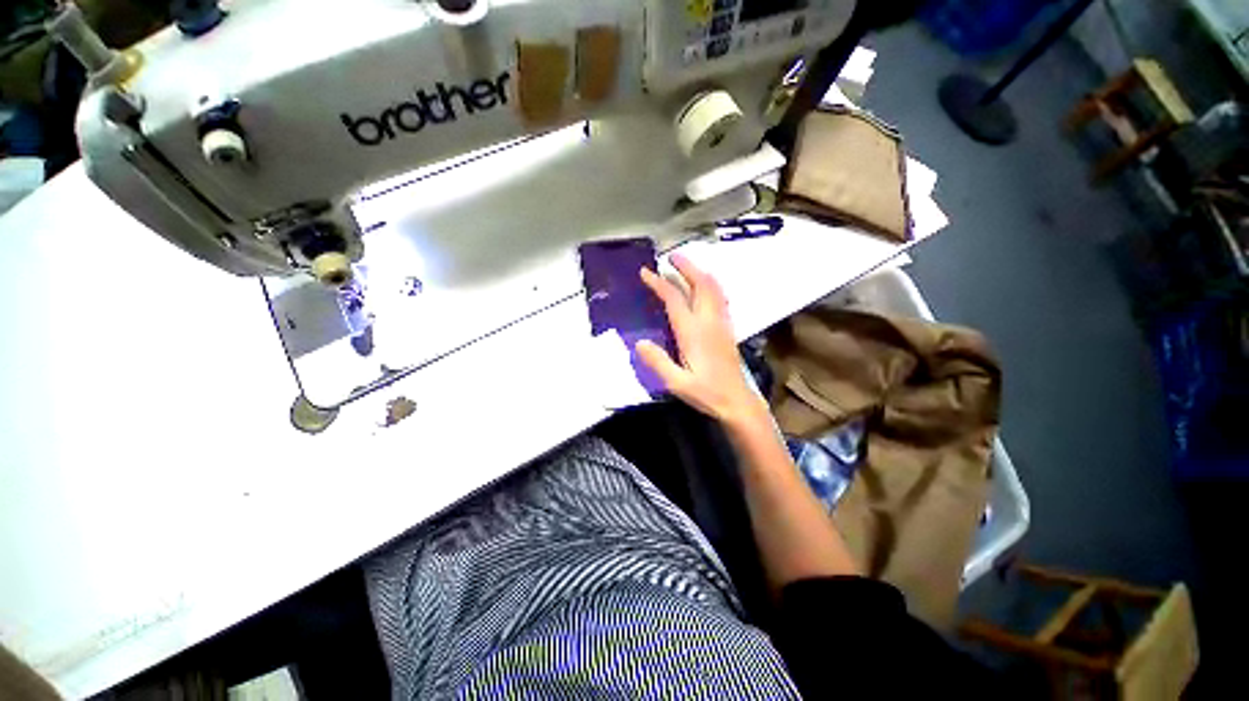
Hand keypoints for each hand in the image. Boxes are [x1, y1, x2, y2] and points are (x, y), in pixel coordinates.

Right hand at [636, 254, 767, 427]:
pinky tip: (705, 288)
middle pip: (700, 284)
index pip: (674, 299)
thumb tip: (639, 342)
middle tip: (671, 257)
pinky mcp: (727, 329)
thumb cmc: (706, 393)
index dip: (659, 283)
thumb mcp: (677, 383)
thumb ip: (658, 362)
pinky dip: (710, 285)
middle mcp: (709, 321)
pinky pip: (720, 298)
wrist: (737, 401)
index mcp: (693, 332)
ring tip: (686, 266)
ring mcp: (721, 323)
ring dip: (699, 273)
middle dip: (686, 267)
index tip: (645, 272)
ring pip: (713, 288)